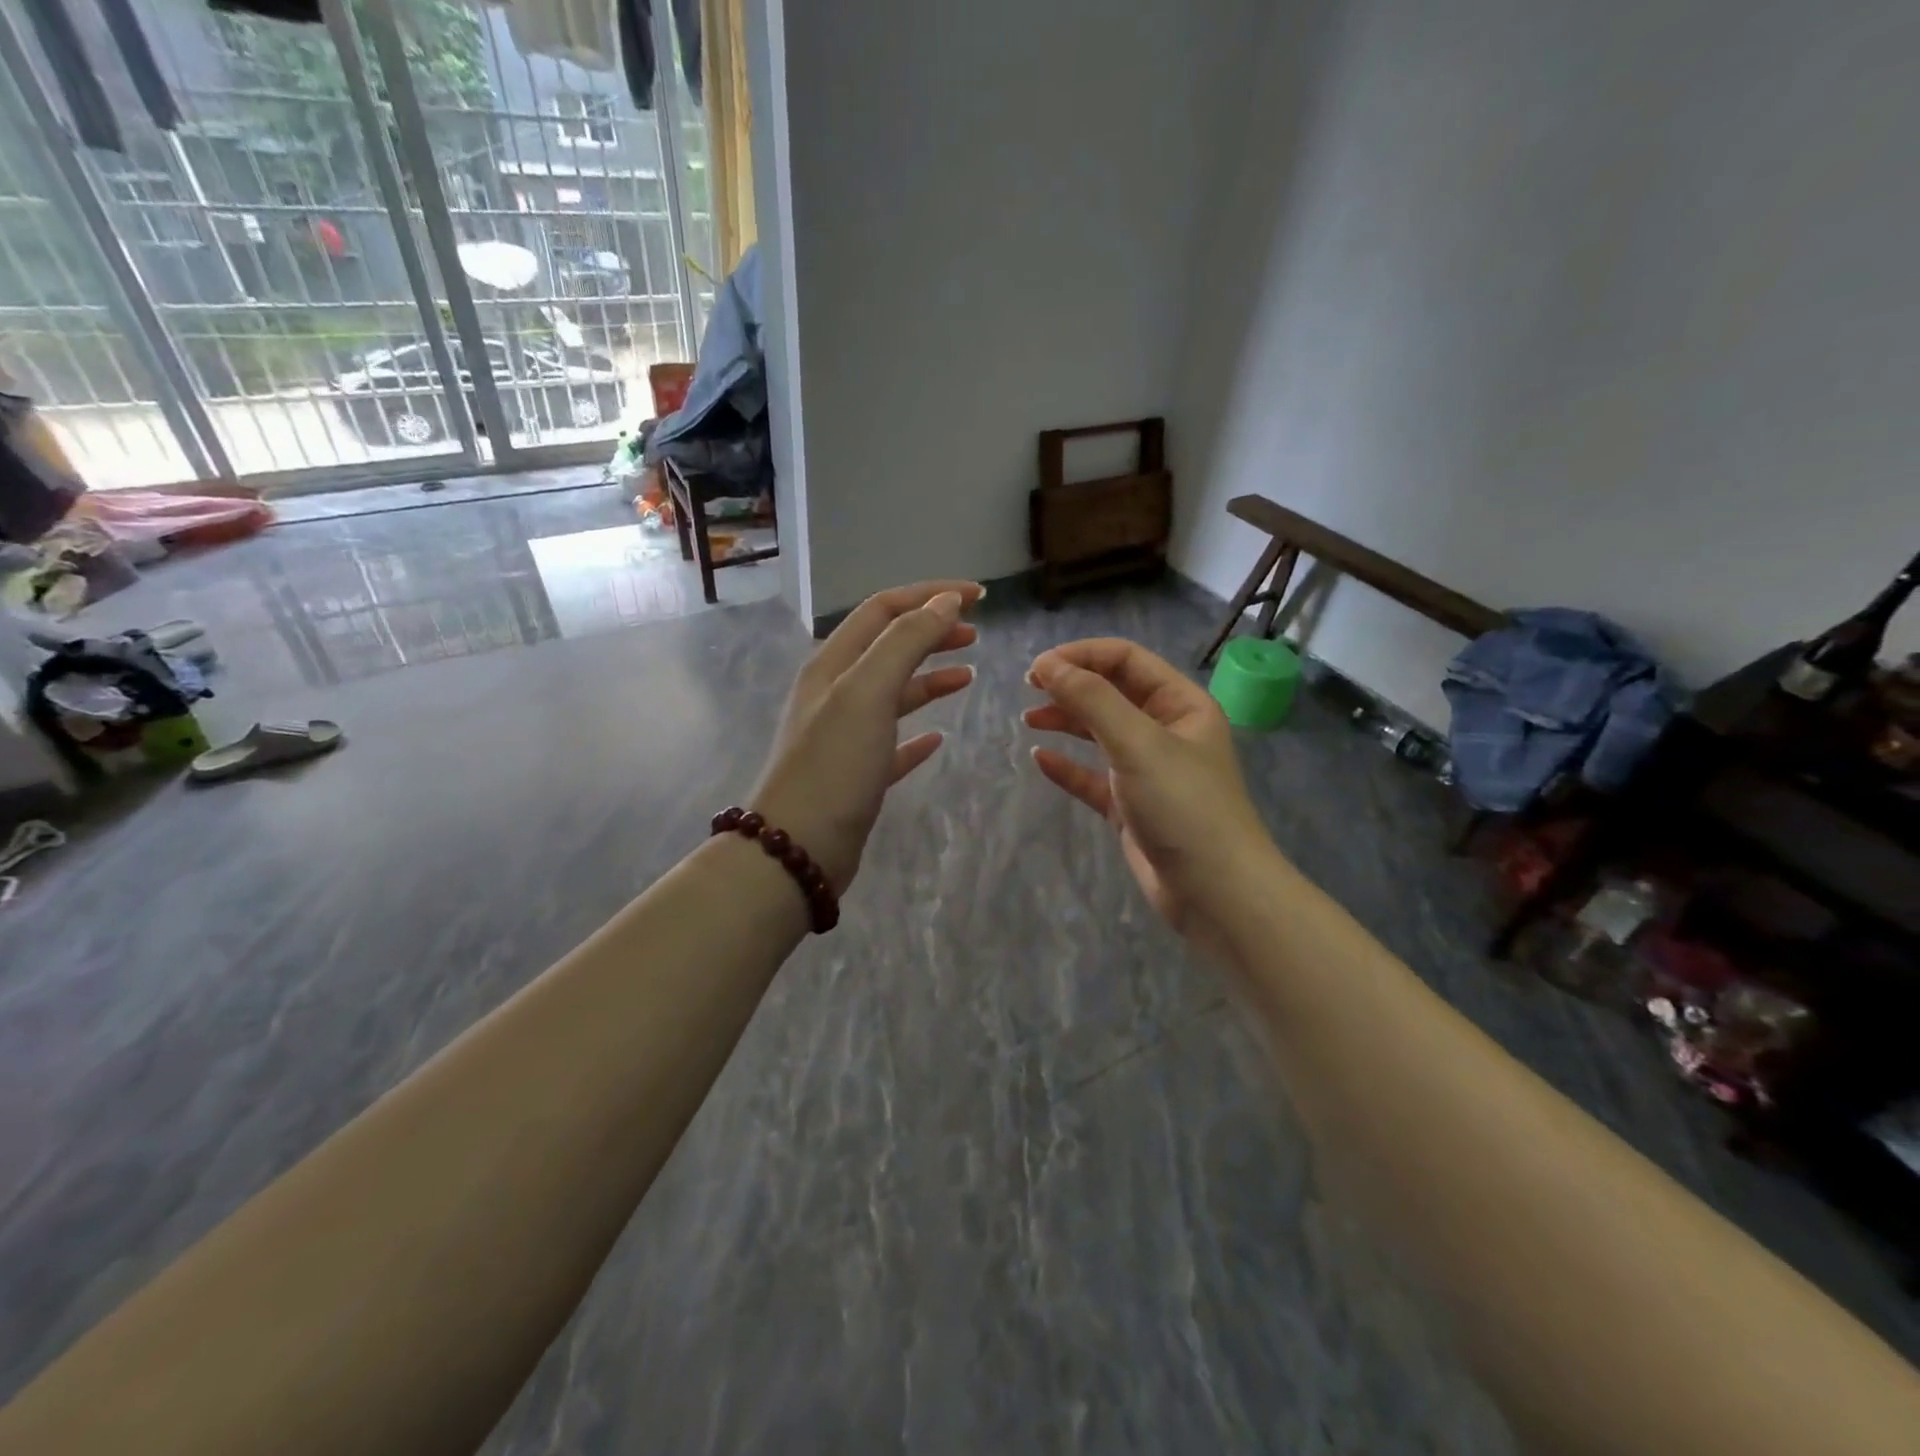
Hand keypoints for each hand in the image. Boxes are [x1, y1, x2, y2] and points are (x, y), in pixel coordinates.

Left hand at [751, 581, 983, 892]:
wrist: (798, 850)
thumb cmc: (834, 765)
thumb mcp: (868, 693)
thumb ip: (905, 642)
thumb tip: (944, 601)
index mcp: (833, 664)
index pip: (884, 610)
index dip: (930, 595)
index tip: (978, 597)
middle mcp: (836, 693)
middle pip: (889, 647)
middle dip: (932, 632)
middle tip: (976, 633)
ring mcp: (845, 735)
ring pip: (893, 693)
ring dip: (930, 678)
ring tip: (968, 675)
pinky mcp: (856, 774)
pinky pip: (893, 742)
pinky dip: (918, 733)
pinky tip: (940, 738)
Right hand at [1024, 638, 1275, 947]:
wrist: (1215, 891)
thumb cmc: (1182, 805)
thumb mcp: (1137, 743)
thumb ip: (1092, 700)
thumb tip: (1047, 664)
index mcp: (1180, 704)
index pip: (1126, 660)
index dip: (1081, 656)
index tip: (1038, 667)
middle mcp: (1166, 730)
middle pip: (1112, 692)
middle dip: (1071, 686)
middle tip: (1028, 688)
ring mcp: (1148, 770)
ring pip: (1100, 733)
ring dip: (1066, 721)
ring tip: (1029, 720)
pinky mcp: (1132, 806)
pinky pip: (1093, 777)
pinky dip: (1068, 766)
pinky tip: (1040, 760)